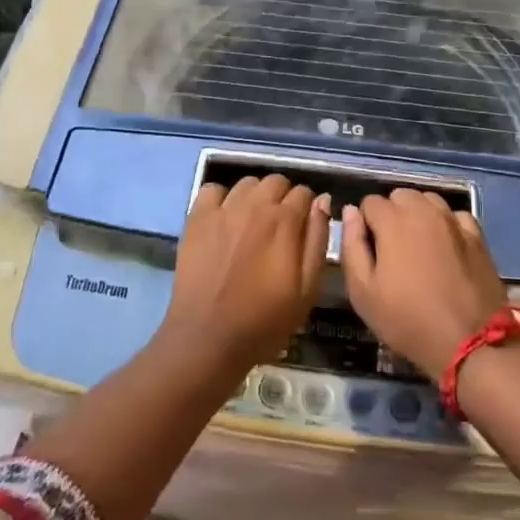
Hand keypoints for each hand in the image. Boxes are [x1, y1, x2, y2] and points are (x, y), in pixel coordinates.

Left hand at [159, 174, 330, 379]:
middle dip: (283, 198)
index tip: (303, 229)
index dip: (307, 209)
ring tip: (252, 222)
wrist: (208, 337)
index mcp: (284, 221)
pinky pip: (213, 189)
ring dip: (255, 196)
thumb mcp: (307, 289)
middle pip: (276, 182)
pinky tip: (223, 219)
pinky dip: (221, 198)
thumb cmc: (264, 320)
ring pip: (247, 183)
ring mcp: (223, 209)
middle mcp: (255, 205)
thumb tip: (322, 201)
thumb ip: (318, 240)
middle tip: (279, 227)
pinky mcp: (197, 218)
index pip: (304, 193)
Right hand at [341, 190, 507, 380]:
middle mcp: (424, 210)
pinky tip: (446, 248)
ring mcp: (454, 221)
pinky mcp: (478, 236)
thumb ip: (351, 245)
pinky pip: (455, 216)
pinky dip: (447, 224)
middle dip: (392, 214)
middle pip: (400, 196)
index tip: (370, 252)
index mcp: (393, 220)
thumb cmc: (407, 320)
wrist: (470, 343)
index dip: (365, 224)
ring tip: (419, 247)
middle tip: (392, 250)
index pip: (369, 202)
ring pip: (429, 200)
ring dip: (419, 215)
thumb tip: (350, 212)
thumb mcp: (363, 292)